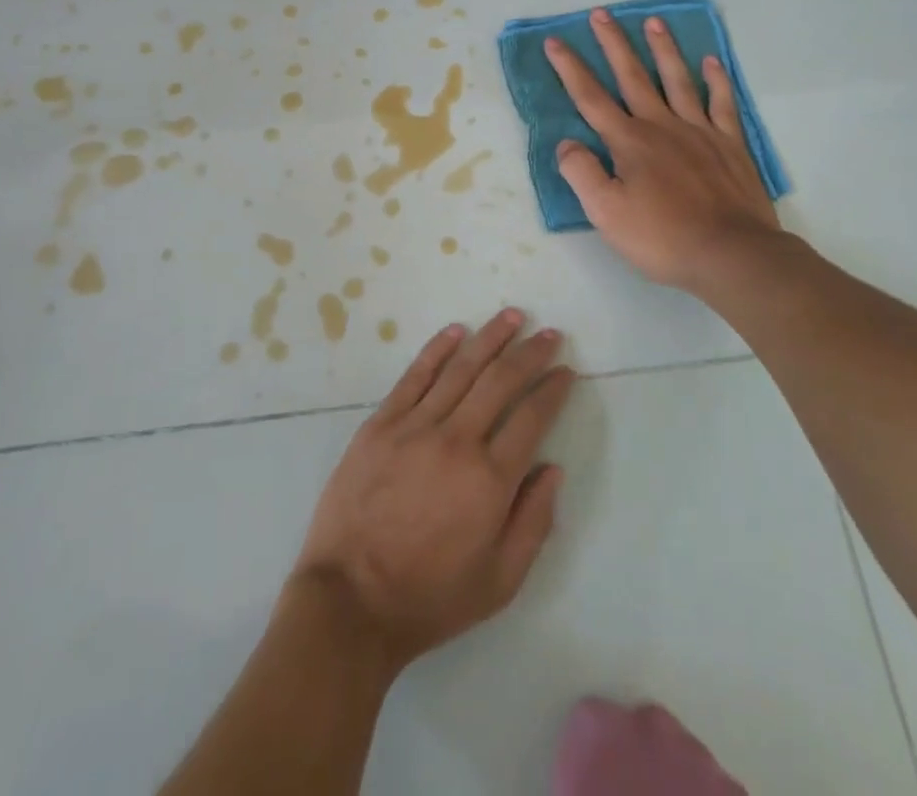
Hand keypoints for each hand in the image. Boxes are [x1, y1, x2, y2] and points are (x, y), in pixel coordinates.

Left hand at [292, 309, 574, 670]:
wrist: (351, 600)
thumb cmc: (430, 597)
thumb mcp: (500, 582)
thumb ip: (534, 522)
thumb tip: (553, 468)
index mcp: (490, 480)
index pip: (531, 418)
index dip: (553, 390)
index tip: (566, 371)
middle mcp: (457, 441)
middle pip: (500, 381)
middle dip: (529, 354)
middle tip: (549, 333)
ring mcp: (414, 427)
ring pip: (460, 369)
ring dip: (490, 338)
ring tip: (512, 316)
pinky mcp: (381, 423)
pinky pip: (415, 376)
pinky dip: (437, 350)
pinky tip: (456, 331)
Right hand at [545, 8, 787, 294]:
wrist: (732, 254)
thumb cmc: (662, 236)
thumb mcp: (605, 213)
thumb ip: (581, 173)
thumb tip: (566, 143)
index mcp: (628, 141)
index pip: (591, 98)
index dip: (570, 69)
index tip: (555, 42)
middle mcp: (661, 125)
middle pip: (632, 76)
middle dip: (613, 44)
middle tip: (602, 13)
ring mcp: (699, 131)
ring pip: (677, 80)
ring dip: (663, 49)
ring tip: (653, 21)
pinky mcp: (730, 144)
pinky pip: (722, 103)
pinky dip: (716, 80)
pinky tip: (711, 62)